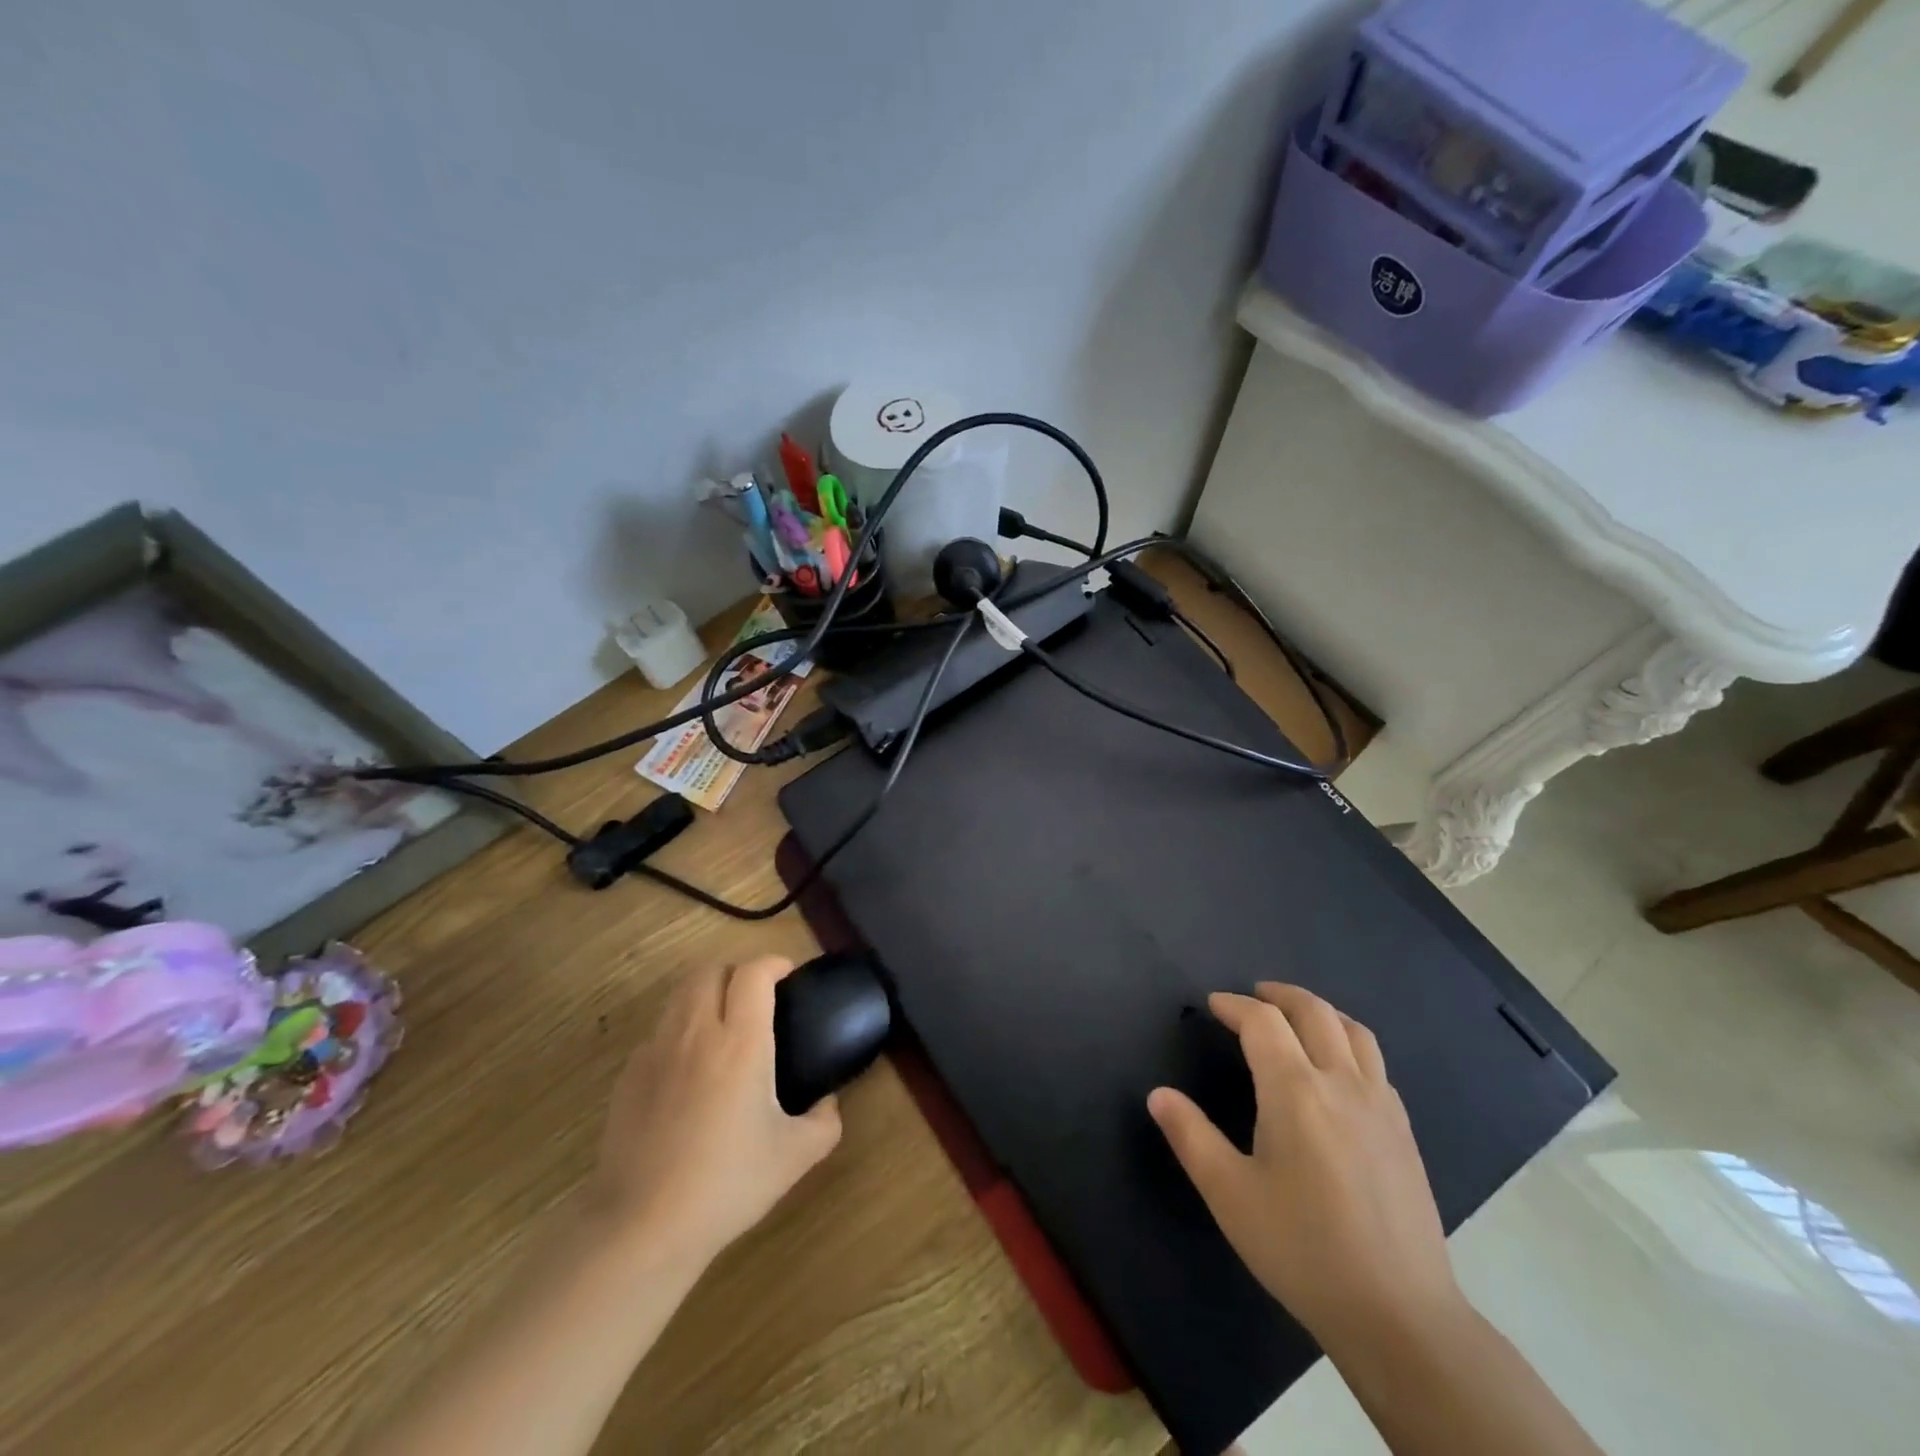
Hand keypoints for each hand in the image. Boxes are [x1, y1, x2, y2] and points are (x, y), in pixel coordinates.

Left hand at [584, 956, 841, 1267]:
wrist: (642, 1226)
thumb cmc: (726, 1184)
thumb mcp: (795, 1157)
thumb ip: (825, 1121)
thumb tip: (828, 1102)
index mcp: (741, 1042)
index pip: (754, 972)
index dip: (774, 963)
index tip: (788, 976)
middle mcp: (697, 1032)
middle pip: (711, 970)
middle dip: (736, 972)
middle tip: (756, 999)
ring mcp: (656, 1051)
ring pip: (680, 994)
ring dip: (706, 994)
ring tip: (723, 1025)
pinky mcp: (629, 1075)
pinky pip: (658, 1031)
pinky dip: (679, 1031)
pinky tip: (689, 1069)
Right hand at [1148, 983, 1463, 1353]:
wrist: (1399, 1314)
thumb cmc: (1303, 1249)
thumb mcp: (1230, 1194)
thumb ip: (1191, 1136)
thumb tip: (1158, 1094)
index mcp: (1295, 1090)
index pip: (1263, 1022)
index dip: (1234, 1005)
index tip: (1213, 1005)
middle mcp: (1342, 1083)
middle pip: (1314, 1012)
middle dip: (1280, 995)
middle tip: (1254, 995)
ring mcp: (1381, 1106)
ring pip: (1354, 1031)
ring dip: (1321, 1011)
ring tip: (1298, 1017)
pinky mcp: (1404, 1132)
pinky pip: (1376, 1063)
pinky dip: (1349, 1043)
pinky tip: (1338, 1070)